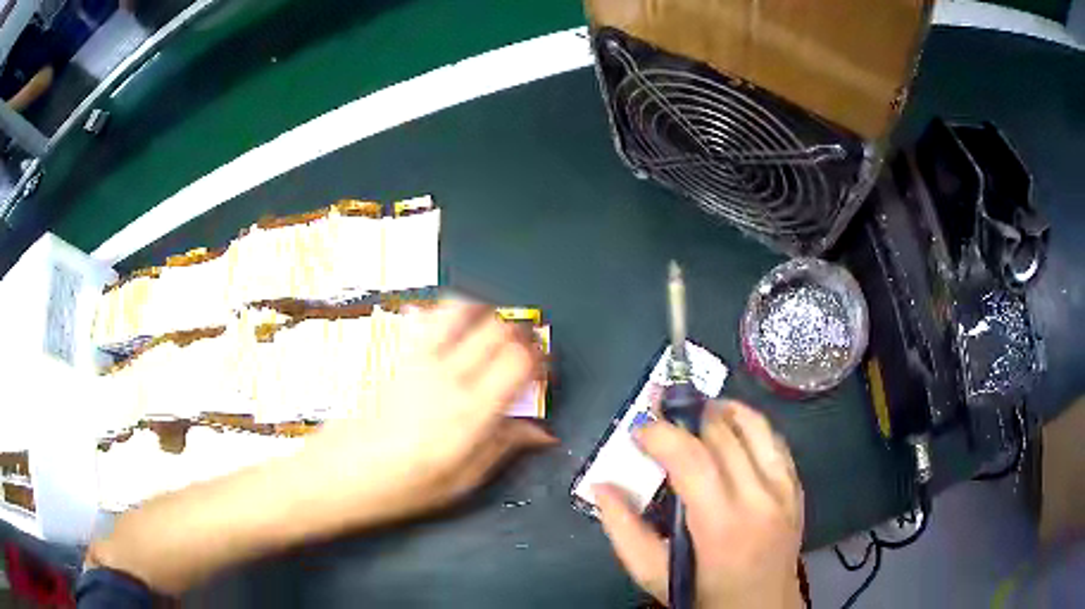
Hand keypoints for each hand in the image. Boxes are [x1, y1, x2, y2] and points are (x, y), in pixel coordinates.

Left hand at [296, 299, 554, 526]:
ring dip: (485, 314)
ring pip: (461, 309)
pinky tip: (452, 332)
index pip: (519, 361)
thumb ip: (504, 448)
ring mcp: (417, 359)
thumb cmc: (403, 487)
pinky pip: (427, 317)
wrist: (341, 473)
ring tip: (492, 333)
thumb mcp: (463, 482)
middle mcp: (446, 376)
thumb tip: (542, 433)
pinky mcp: (396, 354)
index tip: (544, 370)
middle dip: (521, 333)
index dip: (541, 358)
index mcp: (469, 412)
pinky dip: (449, 314)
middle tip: (525, 352)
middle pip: (497, 328)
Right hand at [595, 401, 803, 608]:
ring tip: (694, 411)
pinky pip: (775, 441)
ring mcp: (784, 490)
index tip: (639, 430)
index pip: (693, 458)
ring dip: (722, 410)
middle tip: (660, 413)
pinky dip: (750, 425)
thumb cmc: (705, 596)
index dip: (662, 434)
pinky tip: (731, 428)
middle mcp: (759, 499)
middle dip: (686, 415)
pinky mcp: (796, 488)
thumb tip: (601, 487)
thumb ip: (624, 531)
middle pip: (723, 434)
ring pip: (755, 427)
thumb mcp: (654, 576)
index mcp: (722, 525)